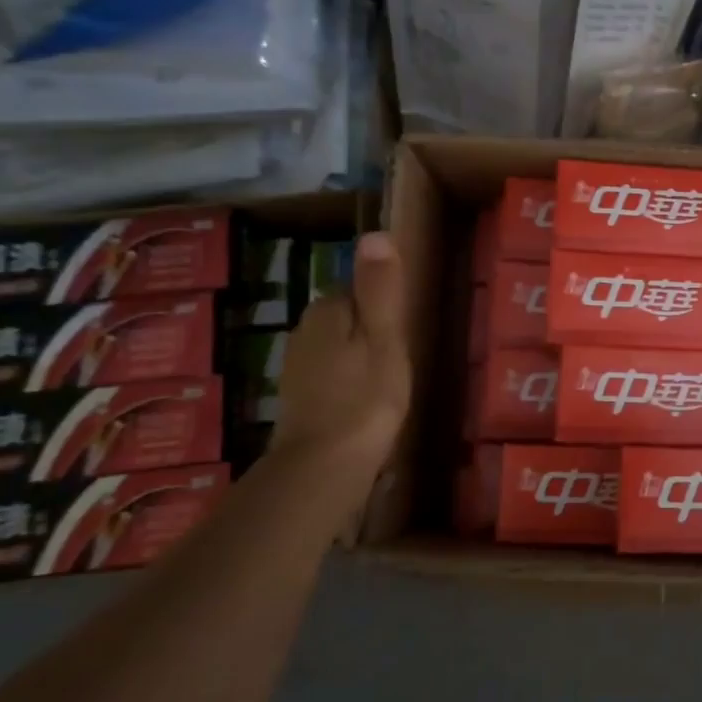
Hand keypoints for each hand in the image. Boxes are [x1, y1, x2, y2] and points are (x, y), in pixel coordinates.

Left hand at [272, 232, 411, 468]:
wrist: (324, 467)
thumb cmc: (365, 398)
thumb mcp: (385, 337)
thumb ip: (380, 288)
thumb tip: (376, 234)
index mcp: (326, 311)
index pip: (358, 290)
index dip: (385, 307)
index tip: (405, 331)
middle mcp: (303, 331)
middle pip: (347, 318)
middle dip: (371, 332)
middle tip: (402, 359)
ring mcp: (296, 367)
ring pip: (337, 348)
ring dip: (359, 358)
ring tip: (389, 383)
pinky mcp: (297, 399)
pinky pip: (330, 376)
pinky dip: (347, 383)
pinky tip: (364, 404)